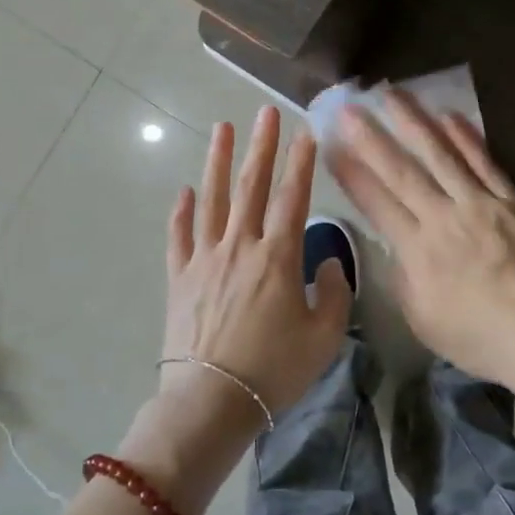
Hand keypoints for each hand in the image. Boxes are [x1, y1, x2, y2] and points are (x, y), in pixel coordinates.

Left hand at [122, 108, 352, 514]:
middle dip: (260, 146)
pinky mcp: (179, 279)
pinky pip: (179, 237)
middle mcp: (240, 246)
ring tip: (221, 128)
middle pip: (251, 186)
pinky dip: (181, 212)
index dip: (301, 163)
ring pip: (212, 200)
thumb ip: (335, 291)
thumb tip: (328, 260)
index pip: (293, 197)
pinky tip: (184, 191)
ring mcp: (205, 259)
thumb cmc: (275, 370)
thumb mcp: (325, 335)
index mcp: (278, 257)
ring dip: (217, 162)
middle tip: (264, 112)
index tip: (306, 132)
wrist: (212, 402)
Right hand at [328, 91, 514, 405]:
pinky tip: (449, 115)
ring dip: (414, 122)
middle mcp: (443, 218)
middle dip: (372, 137)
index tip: (331, 146)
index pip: (376, 203)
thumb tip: (395, 244)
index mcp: (417, 251)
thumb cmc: (477, 336)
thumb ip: (403, 276)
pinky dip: (467, 137)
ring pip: (441, 155)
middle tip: (350, 107)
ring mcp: (480, 205)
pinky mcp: (512, 201)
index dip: (351, 173)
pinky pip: (485, 162)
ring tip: (393, 93)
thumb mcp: (421, 318)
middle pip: (402, 171)